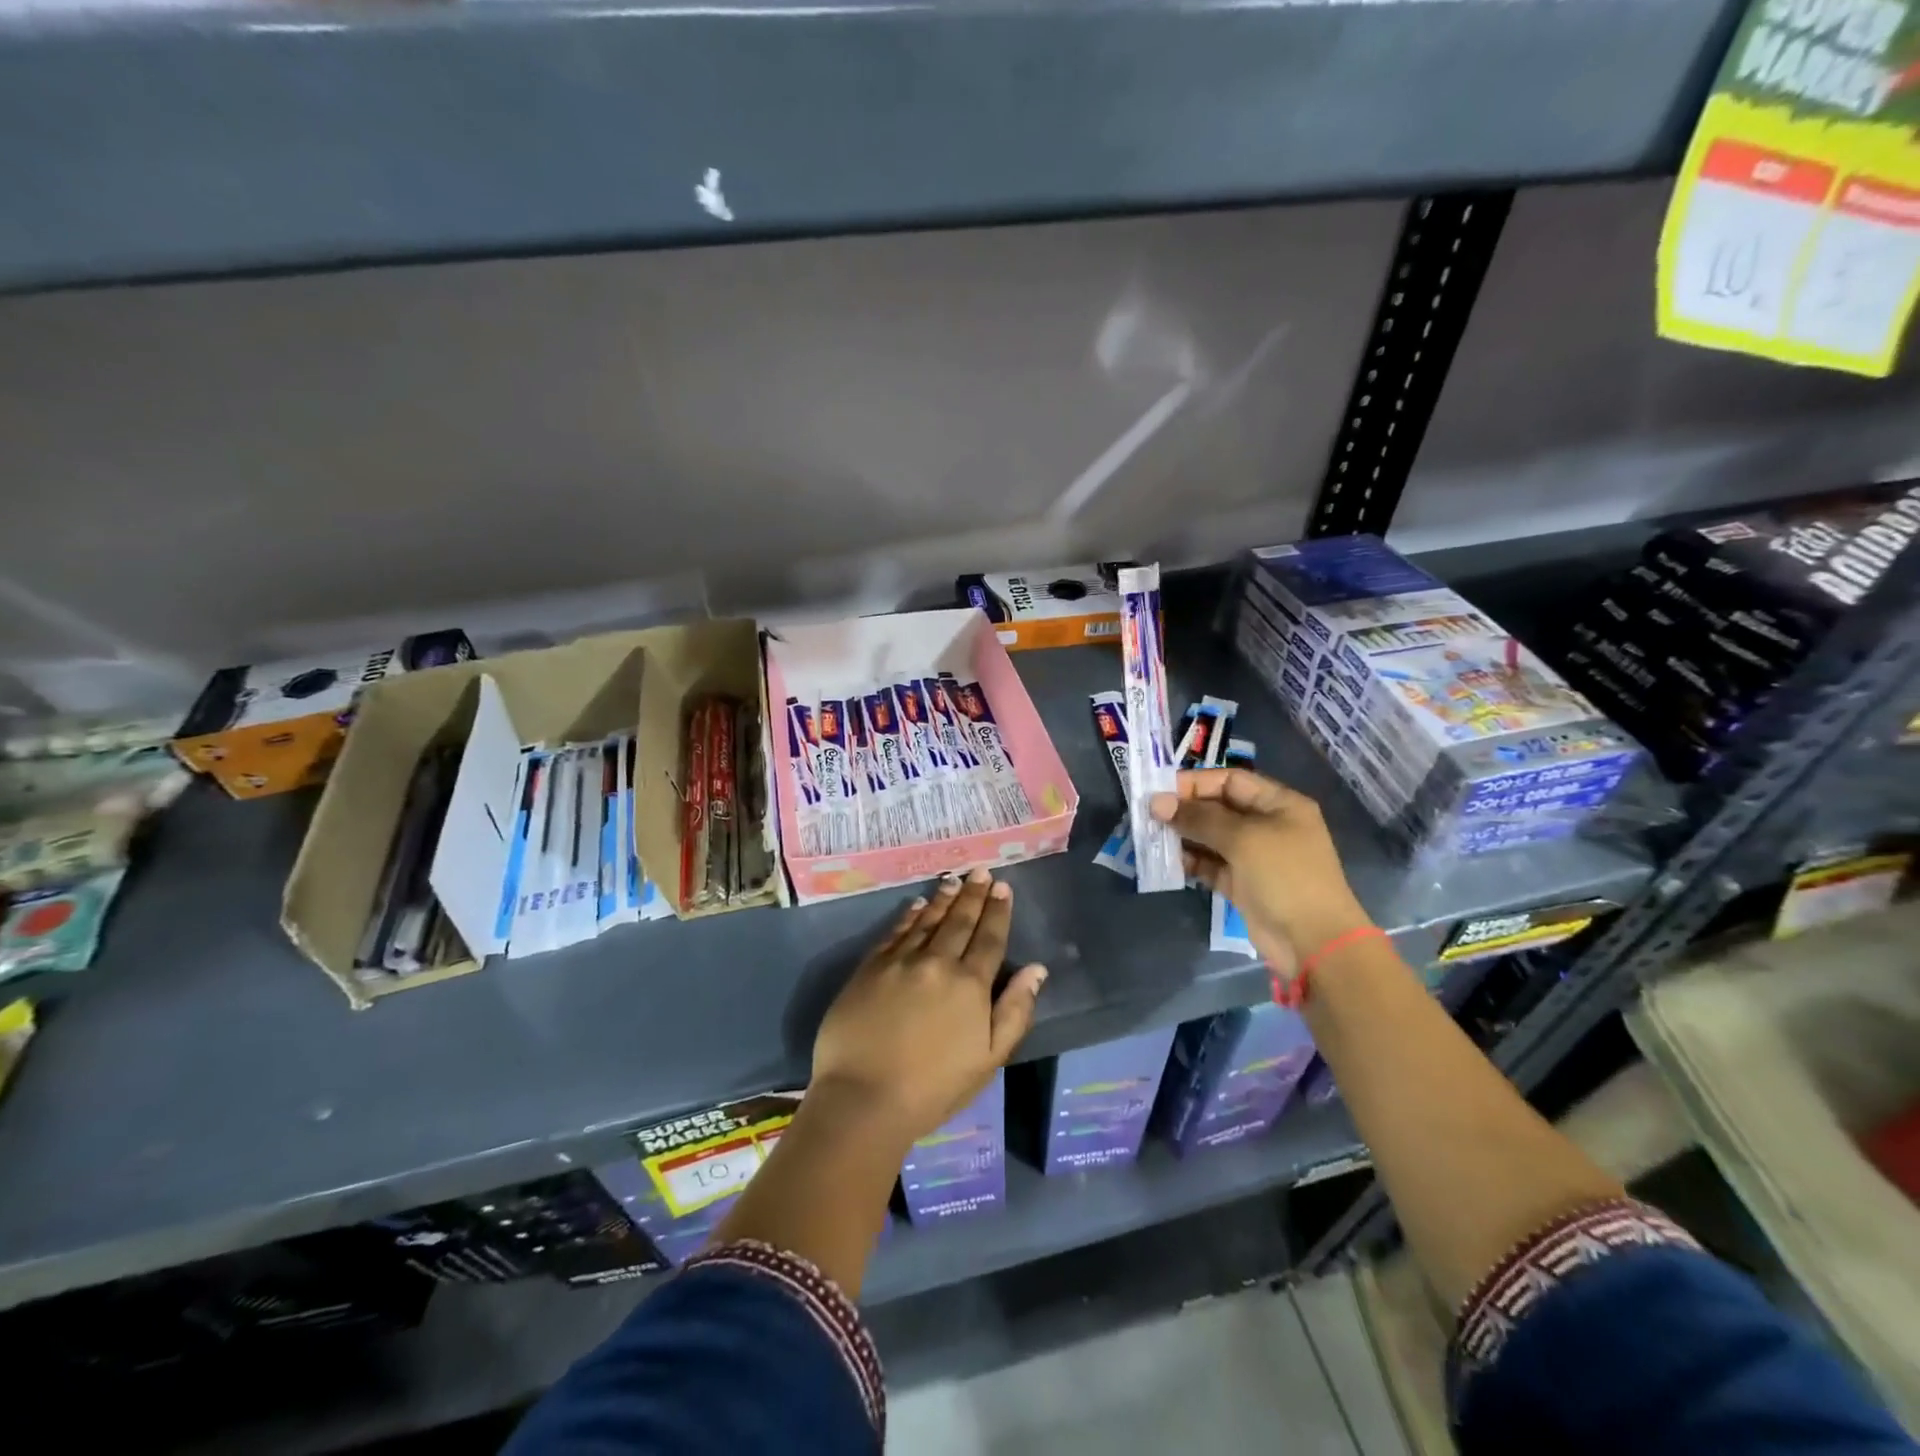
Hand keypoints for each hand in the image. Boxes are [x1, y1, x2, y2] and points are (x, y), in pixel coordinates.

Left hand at [811, 868, 1047, 1143]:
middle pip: (959, 921)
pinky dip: (909, 916)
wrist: (863, 1098)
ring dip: (943, 899)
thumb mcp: (989, 1060)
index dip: (997, 911)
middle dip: (973, 895)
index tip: (1002, 887)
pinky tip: (916, 906)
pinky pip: (895, 932)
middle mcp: (937, 962)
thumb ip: (1015, 1011)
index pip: (989, 939)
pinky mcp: (870, 968)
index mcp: (970, 985)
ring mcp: (900, 962)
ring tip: (953, 880)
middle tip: (980, 871)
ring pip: (927, 921)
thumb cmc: (933, 1088)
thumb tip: (1036, 969)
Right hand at [1149, 768, 1372, 978]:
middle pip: (1218, 808)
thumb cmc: (1285, 876)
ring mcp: (1254, 856)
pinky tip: (1168, 862)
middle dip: (1184, 810)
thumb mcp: (1243, 838)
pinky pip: (1210, 864)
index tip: (1159, 791)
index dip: (1195, 783)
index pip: (1230, 780)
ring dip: (1183, 836)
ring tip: (1152, 838)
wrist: (1313, 941)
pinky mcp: (1242, 883)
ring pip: (1210, 837)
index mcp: (1278, 804)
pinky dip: (1191, 861)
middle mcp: (1266, 825)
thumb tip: (1156, 802)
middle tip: (1148, 816)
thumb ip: (1199, 818)